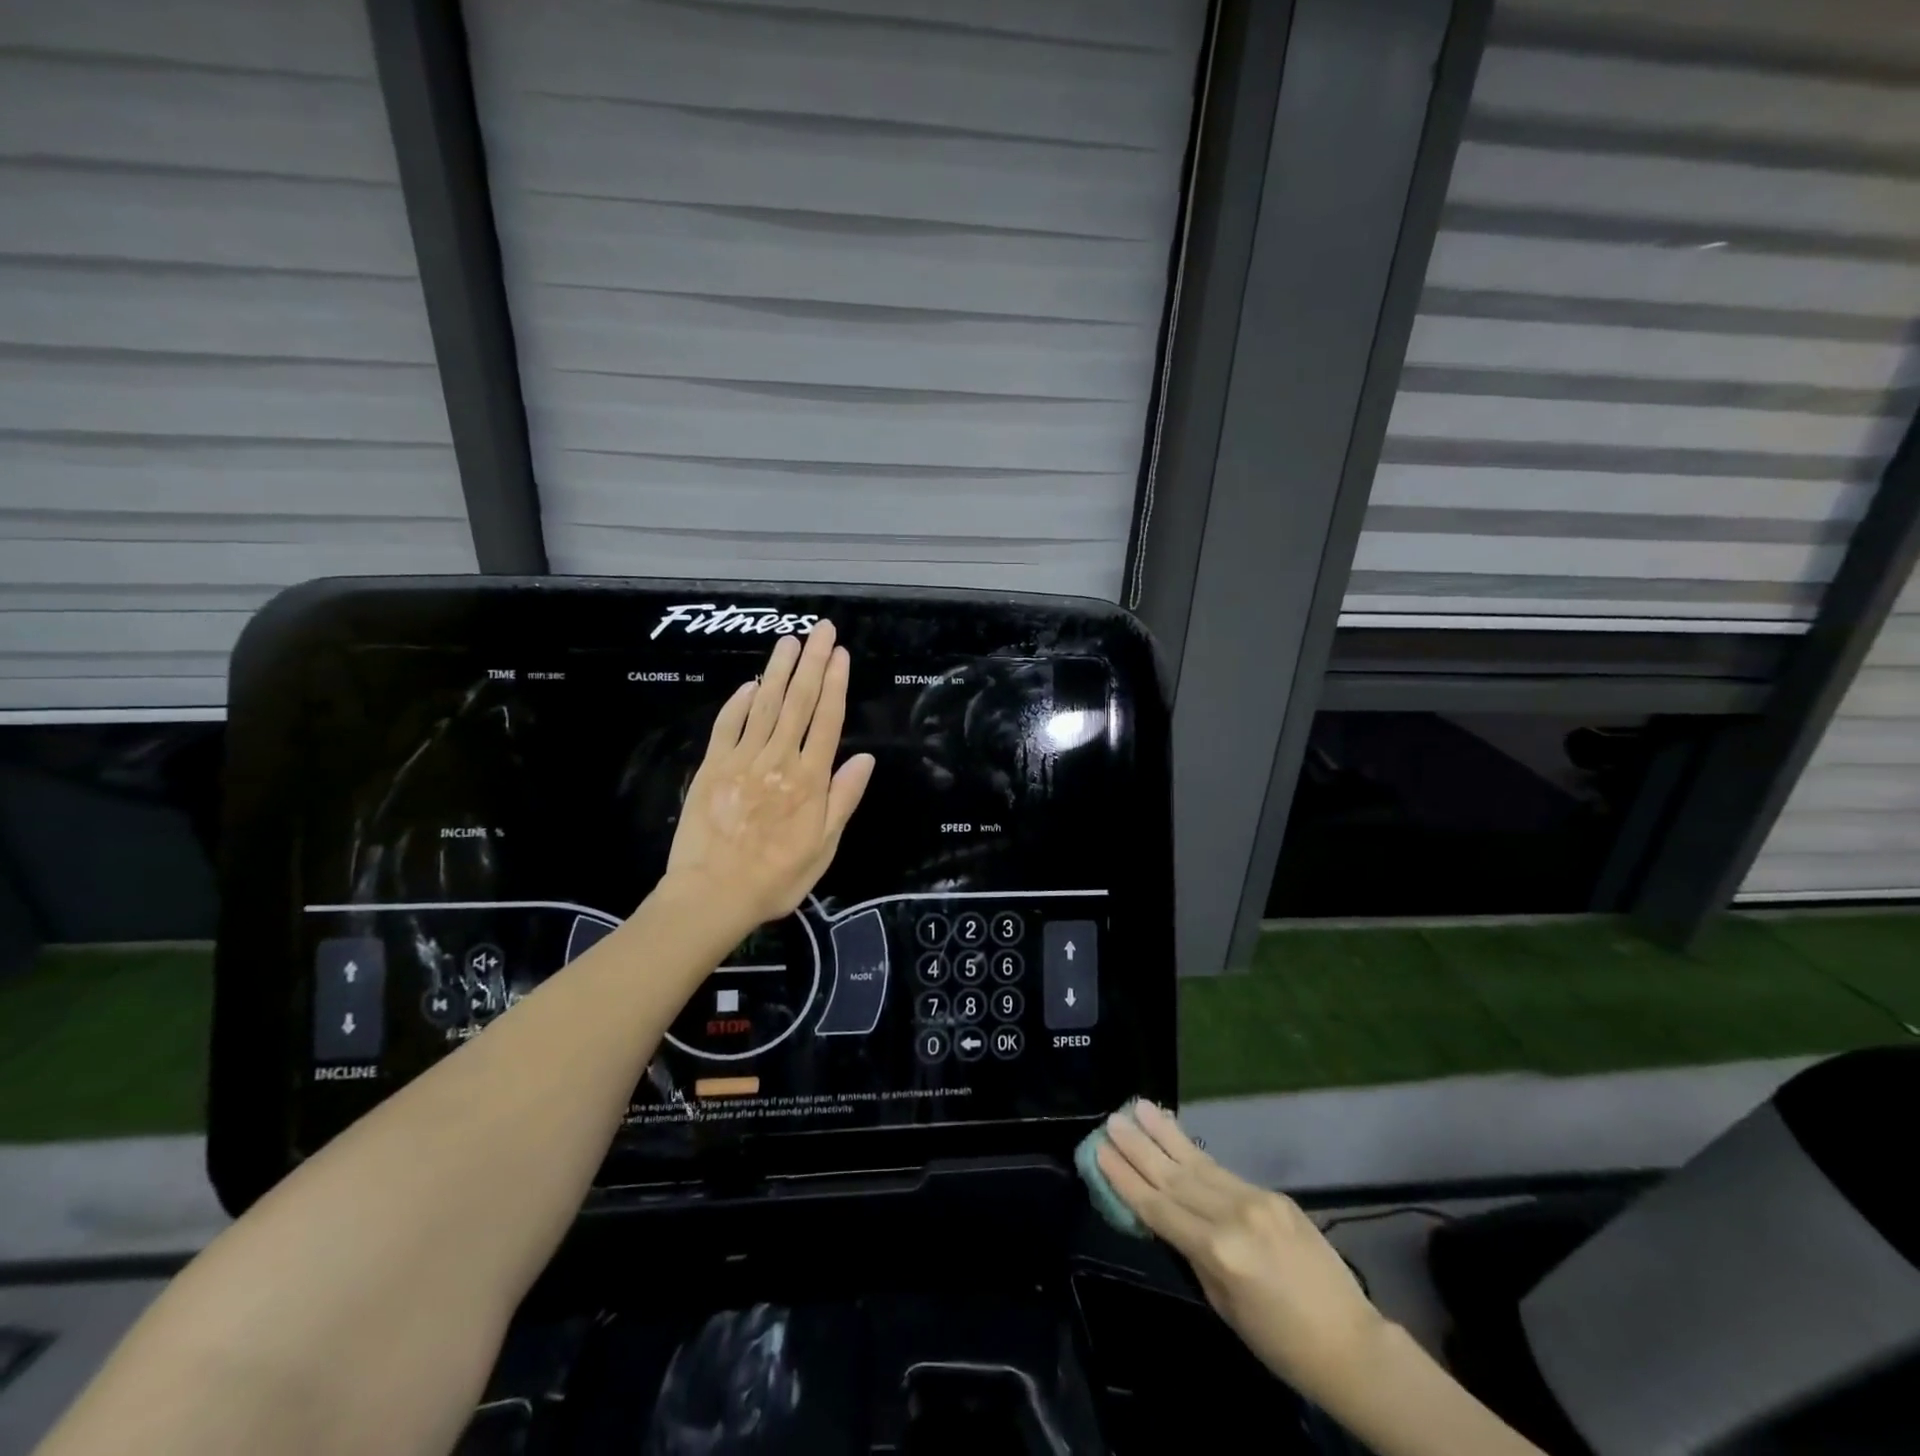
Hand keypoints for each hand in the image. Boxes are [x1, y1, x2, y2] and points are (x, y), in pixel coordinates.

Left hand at [664, 621, 875, 931]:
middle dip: (812, 662)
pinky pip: (727, 725)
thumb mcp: (824, 847)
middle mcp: (778, 760)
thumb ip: (843, 800)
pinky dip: (739, 701)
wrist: (713, 895)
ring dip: (778, 670)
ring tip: (789, 641)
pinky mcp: (712, 767)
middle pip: (798, 702)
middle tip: (820, 629)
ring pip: (765, 705)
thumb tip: (866, 759)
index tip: (840, 654)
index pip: (827, 720)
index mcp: (810, 780)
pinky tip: (751, 683)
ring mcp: (742, 760)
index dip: (835, 684)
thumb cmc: (776, 877)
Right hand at [1098, 1100, 1385, 1404]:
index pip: (1159, 1208)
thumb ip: (1193, 1255)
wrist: (1352, 1344)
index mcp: (1218, 1251)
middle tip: (1111, 1120)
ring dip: (1163, 1134)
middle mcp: (1233, 1215)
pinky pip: (1223, 1171)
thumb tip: (1168, 1217)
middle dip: (1138, 1147)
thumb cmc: (1281, 1343)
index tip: (1100, 1152)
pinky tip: (1177, 1135)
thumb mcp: (1224, 1305)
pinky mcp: (1272, 1194)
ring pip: (1197, 1163)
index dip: (1126, 1179)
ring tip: (1138, 1107)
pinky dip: (1195, 1152)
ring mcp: (1255, 1199)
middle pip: (1174, 1176)